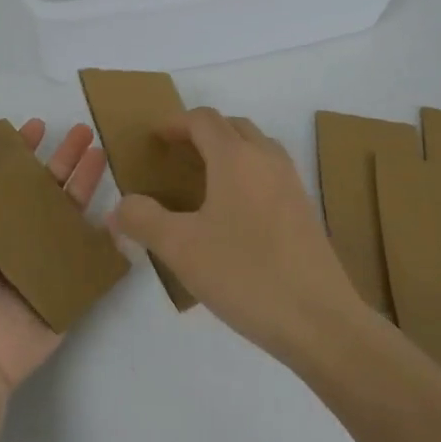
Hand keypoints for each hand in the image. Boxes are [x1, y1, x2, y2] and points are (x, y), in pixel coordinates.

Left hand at [0, 118, 107, 394]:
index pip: (6, 176)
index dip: (21, 150)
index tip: (38, 125)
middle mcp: (13, 236)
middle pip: (44, 188)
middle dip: (63, 158)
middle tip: (84, 130)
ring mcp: (42, 259)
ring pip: (70, 212)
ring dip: (86, 181)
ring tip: (101, 151)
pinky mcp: (66, 284)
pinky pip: (90, 252)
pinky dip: (107, 230)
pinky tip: (121, 205)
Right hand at [111, 109, 361, 363]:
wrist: (320, 321)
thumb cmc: (245, 274)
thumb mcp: (181, 249)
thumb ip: (144, 220)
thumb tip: (120, 206)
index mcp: (236, 158)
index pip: (203, 120)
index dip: (175, 123)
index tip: (155, 139)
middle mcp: (267, 160)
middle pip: (232, 127)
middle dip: (202, 132)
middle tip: (176, 155)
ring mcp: (292, 184)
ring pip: (256, 148)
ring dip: (228, 151)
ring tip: (204, 179)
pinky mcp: (305, 211)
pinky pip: (270, 173)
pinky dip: (247, 174)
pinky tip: (234, 213)